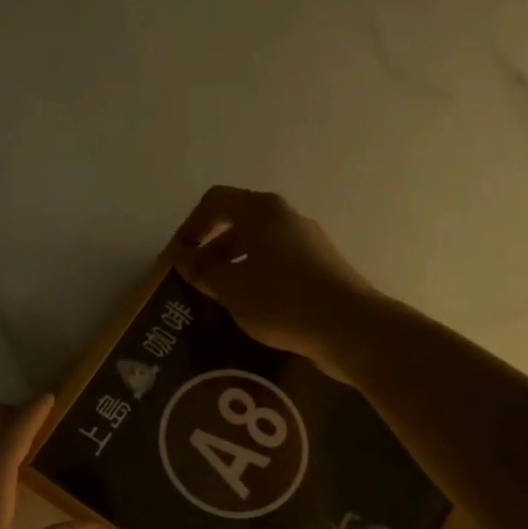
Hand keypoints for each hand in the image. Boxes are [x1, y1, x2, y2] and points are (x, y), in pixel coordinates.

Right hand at [172, 186, 378, 381]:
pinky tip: (250, 310)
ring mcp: (308, 243)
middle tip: (193, 284)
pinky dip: (256, 281)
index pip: (215, 201)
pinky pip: (278, 266)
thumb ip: (201, 270)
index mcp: (262, 211)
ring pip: (258, 248)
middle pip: (237, 224)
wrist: (349, 328)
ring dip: (232, 269)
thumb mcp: (231, 287)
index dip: (190, 226)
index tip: (178, 259)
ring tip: (218, 301)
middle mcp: (287, 218)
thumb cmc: (282, 300)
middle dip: (210, 252)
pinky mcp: (321, 269)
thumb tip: (181, 257)